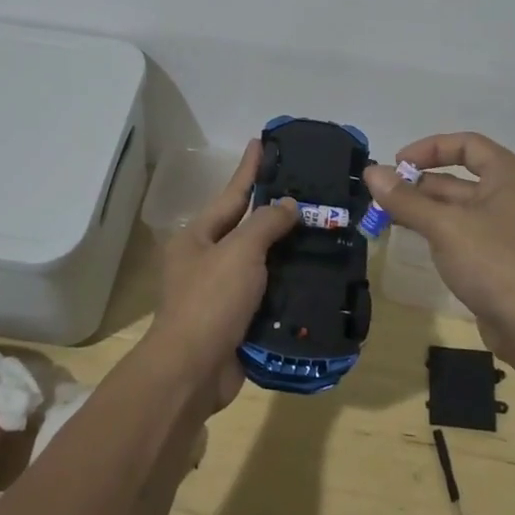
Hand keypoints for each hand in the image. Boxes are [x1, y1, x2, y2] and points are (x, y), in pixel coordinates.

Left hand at [148, 140, 297, 411]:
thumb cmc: (211, 301)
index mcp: (198, 237)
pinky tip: (315, 276)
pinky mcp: (237, 321)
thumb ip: (266, 223)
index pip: (232, 194)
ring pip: (260, 263)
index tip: (261, 142)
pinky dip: (288, 285)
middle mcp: (206, 260)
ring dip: (287, 250)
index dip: (249, 169)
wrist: (192, 373)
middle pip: (246, 228)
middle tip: (308, 191)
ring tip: (321, 231)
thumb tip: (289, 205)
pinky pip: (267, 294)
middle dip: (275, 211)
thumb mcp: (240, 252)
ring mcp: (221, 293)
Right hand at [363, 132, 514, 368]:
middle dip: (420, 183)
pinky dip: (440, 229)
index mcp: (511, 175)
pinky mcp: (503, 256)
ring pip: (461, 206)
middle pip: (461, 176)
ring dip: (426, 208)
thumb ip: (405, 199)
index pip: (467, 144)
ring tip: (387, 215)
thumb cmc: (494, 263)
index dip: (429, 149)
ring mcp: (510, 228)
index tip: (397, 164)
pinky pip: (466, 230)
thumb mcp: (444, 226)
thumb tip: (371, 172)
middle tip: (383, 195)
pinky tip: (414, 237)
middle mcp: (514, 194)